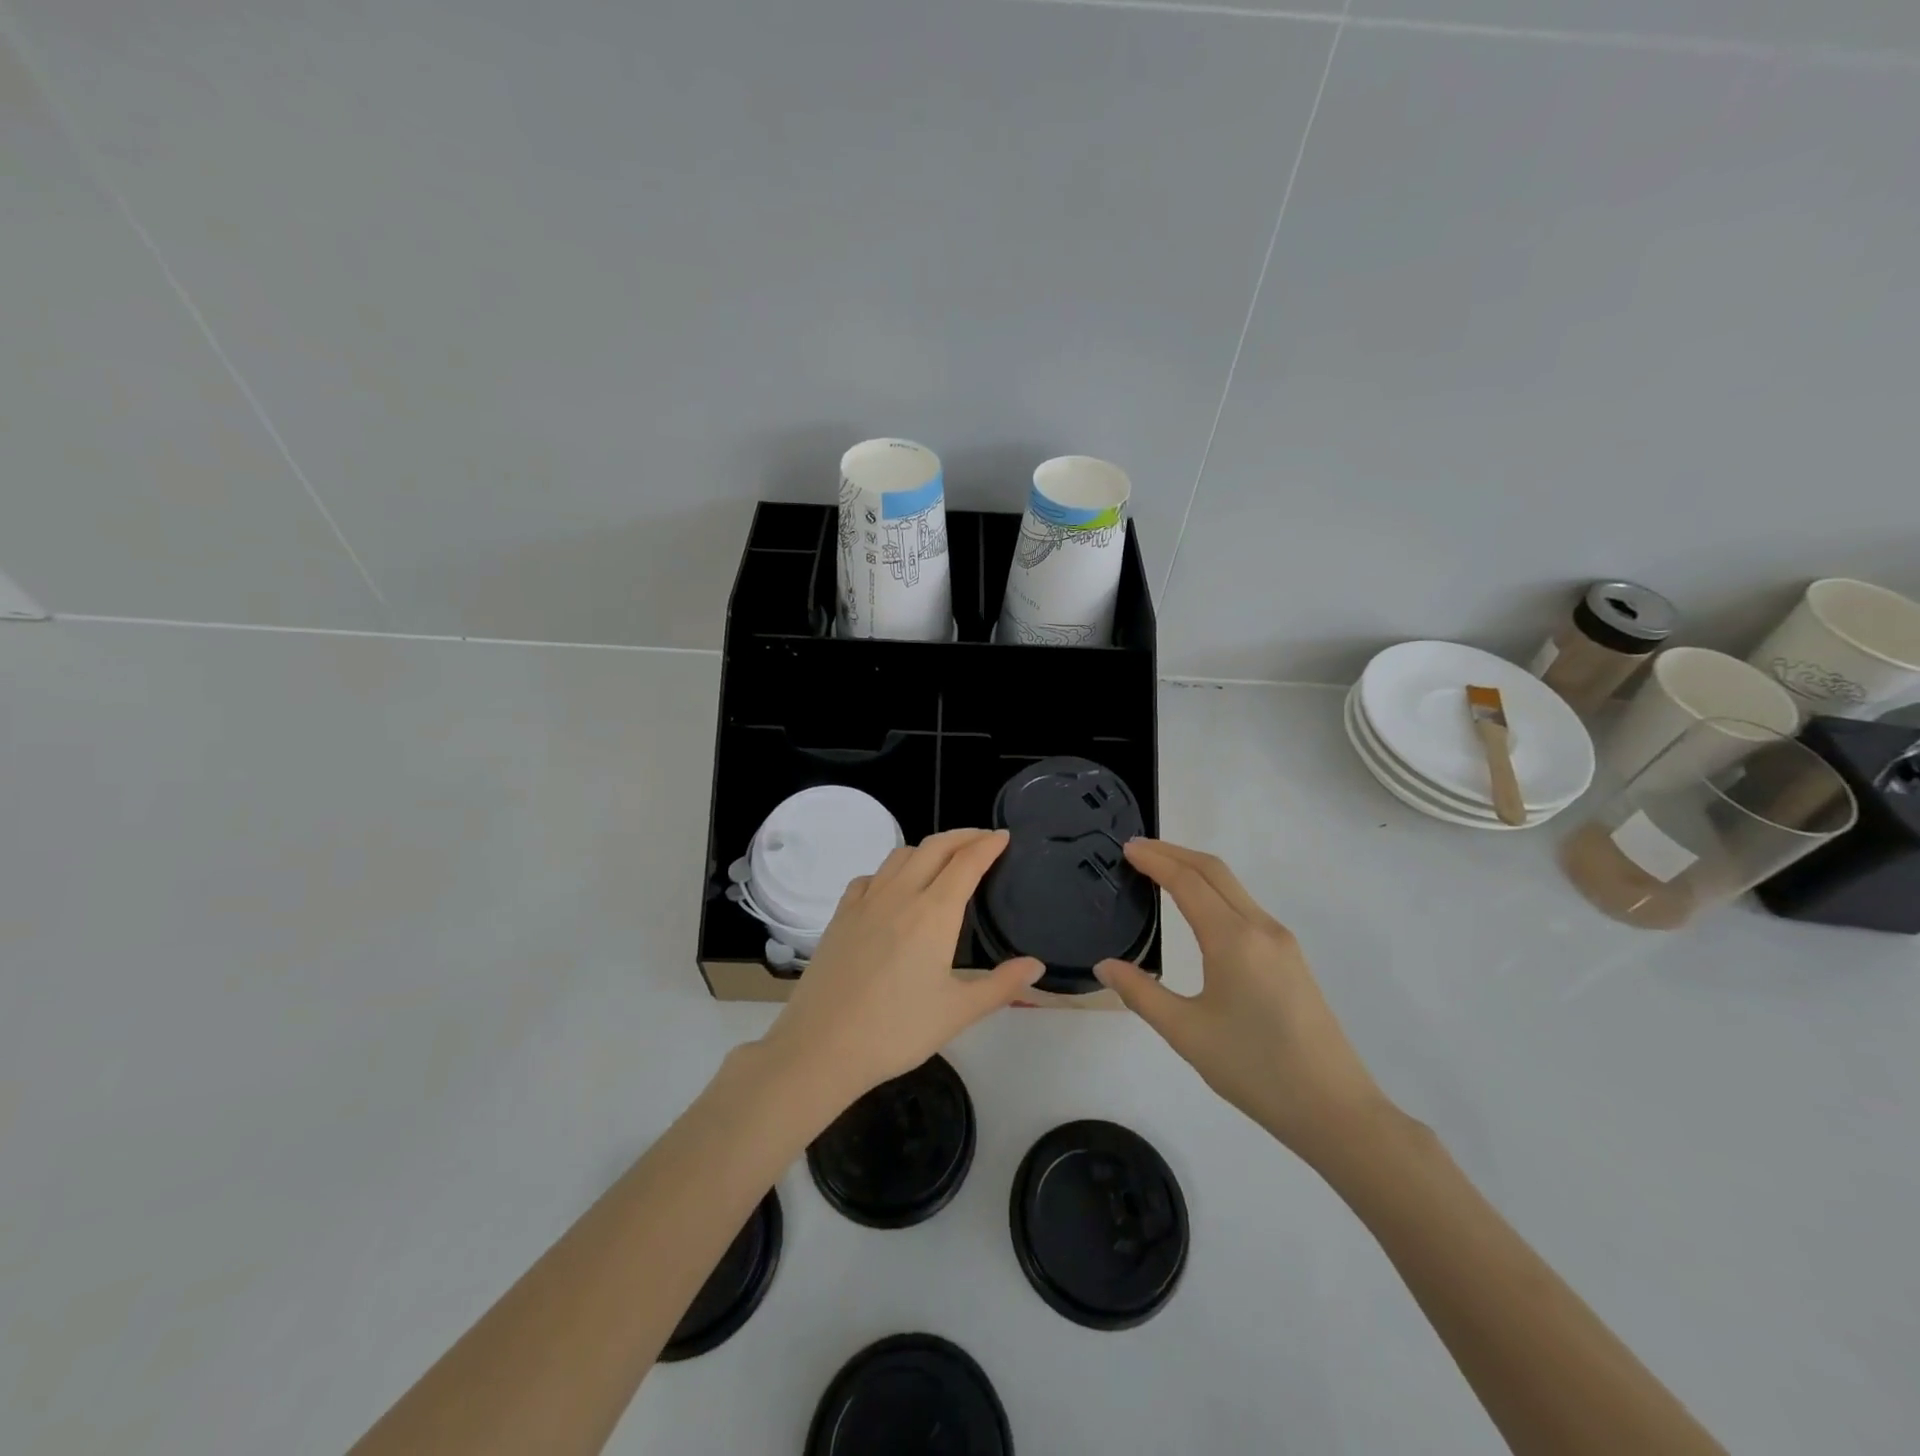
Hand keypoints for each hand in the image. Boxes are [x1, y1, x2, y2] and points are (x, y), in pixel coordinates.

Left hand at [758, 828, 1043, 1108]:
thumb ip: (1002, 985)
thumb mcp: (958, 1012)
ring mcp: (866, 902)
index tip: (1003, 836)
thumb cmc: (896, 1031)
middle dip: (962, 836)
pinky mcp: (840, 915)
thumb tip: (1037, 965)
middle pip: (935, 847)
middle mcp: (900, 895)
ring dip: (928, 848)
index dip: (988, 845)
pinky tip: (892, 888)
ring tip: (943, 859)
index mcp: (934, 913)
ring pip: (900, 856)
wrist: (822, 1046)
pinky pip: (870, 877)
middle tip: (982, 839)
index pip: (967, 862)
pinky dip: (890, 870)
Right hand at [1094, 839, 1390, 1163]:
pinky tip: (1198, 911)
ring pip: (1234, 888)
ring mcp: (1282, 942)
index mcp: (1233, 939)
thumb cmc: (1255, 1070)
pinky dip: (1214, 893)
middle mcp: (1261, 928)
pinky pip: (1246, 908)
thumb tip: (1105, 966)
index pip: (1187, 881)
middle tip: (1136, 850)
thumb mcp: (1186, 1033)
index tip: (1126, 848)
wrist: (1335, 1110)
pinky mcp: (1292, 959)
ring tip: (1160, 873)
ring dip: (1195, 871)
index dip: (1155, 860)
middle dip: (1174, 853)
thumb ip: (1141, 993)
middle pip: (1214, 871)